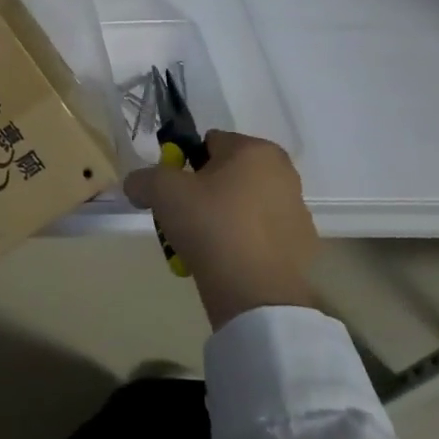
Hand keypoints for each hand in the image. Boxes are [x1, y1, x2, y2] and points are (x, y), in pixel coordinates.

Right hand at [123, 131, 323, 330]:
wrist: (257, 294)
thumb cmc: (212, 226)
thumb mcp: (162, 192)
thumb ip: (143, 178)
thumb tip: (138, 185)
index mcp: (256, 150)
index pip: (207, 143)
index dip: (182, 165)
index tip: (172, 193)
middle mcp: (283, 172)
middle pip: (224, 175)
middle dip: (201, 194)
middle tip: (183, 220)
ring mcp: (296, 210)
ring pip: (239, 205)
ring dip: (219, 219)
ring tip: (200, 248)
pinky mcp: (300, 246)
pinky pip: (256, 235)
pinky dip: (239, 243)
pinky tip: (224, 264)